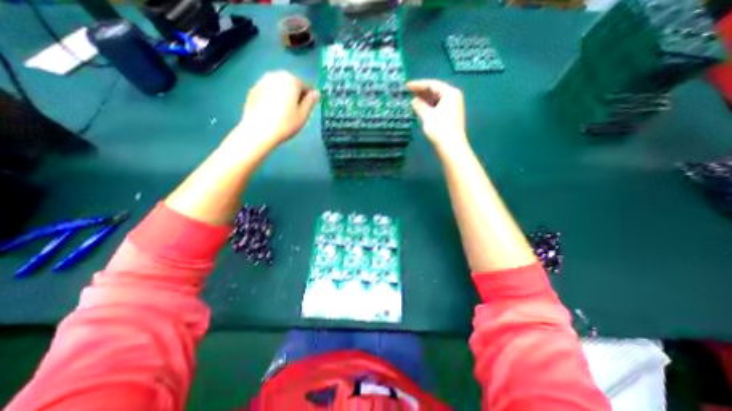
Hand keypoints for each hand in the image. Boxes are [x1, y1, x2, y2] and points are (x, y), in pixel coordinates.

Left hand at [233, 70, 316, 149]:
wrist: (258, 131)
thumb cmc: (286, 123)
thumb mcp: (303, 115)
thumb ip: (310, 102)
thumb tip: (316, 93)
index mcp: (291, 80)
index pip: (305, 86)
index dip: (309, 98)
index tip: (308, 110)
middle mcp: (275, 76)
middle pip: (290, 84)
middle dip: (295, 96)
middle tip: (296, 112)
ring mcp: (262, 82)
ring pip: (278, 88)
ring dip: (283, 97)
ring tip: (284, 114)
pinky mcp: (252, 91)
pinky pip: (268, 93)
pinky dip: (272, 100)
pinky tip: (272, 114)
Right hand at [406, 79, 468, 148]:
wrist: (451, 146)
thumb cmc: (439, 129)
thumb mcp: (427, 115)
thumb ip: (419, 105)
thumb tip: (413, 100)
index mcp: (450, 93)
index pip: (432, 84)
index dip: (418, 85)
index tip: (407, 86)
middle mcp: (453, 97)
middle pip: (435, 90)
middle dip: (421, 92)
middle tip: (408, 93)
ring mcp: (452, 107)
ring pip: (436, 99)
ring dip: (424, 100)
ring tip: (412, 101)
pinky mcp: (450, 116)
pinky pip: (437, 106)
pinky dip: (428, 107)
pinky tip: (420, 109)